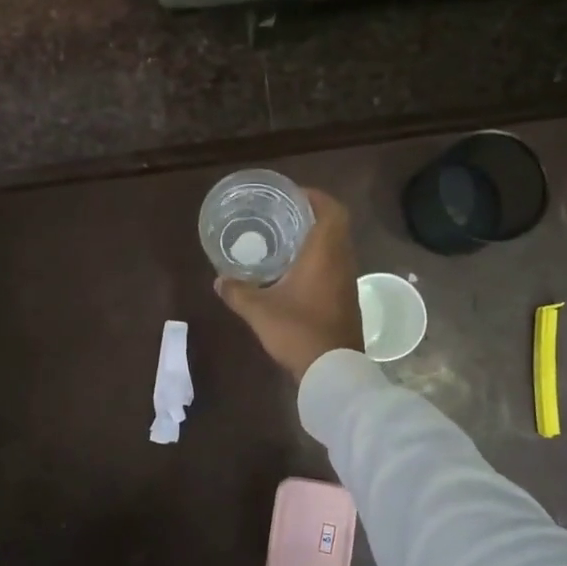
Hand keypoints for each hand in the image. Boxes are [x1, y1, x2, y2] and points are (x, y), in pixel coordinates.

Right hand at [215, 188, 363, 380]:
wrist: (334, 371)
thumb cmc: (299, 331)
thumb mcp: (260, 311)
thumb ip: (238, 292)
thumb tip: (219, 280)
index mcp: (325, 254)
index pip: (332, 211)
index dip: (316, 197)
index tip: (294, 195)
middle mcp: (342, 262)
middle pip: (336, 226)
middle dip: (312, 216)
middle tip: (284, 215)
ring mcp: (348, 282)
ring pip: (337, 248)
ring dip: (317, 239)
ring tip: (286, 240)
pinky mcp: (347, 300)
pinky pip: (336, 267)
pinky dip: (320, 260)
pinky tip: (296, 272)